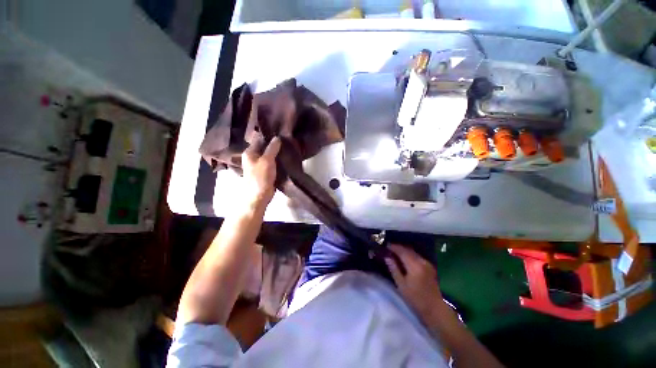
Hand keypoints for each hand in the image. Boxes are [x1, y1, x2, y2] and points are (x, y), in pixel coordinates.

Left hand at [241, 137, 280, 208]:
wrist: (259, 195)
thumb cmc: (261, 177)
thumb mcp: (267, 160)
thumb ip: (272, 148)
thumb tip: (277, 138)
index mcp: (250, 152)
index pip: (259, 139)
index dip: (269, 136)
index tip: (280, 133)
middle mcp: (253, 157)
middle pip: (264, 147)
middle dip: (274, 145)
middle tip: (286, 141)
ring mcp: (259, 165)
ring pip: (269, 155)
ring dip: (277, 153)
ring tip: (288, 148)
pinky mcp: (265, 171)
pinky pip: (272, 163)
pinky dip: (278, 160)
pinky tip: (285, 158)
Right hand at [385, 244, 443, 321]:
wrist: (434, 309)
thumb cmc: (416, 299)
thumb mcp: (401, 285)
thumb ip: (394, 269)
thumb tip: (387, 257)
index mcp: (414, 265)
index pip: (402, 251)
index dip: (393, 247)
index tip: (385, 245)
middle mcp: (422, 261)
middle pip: (408, 249)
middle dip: (398, 247)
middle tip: (388, 248)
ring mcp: (427, 263)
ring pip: (413, 252)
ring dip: (404, 250)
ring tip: (394, 252)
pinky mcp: (429, 266)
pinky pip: (417, 256)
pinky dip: (409, 255)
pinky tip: (404, 258)